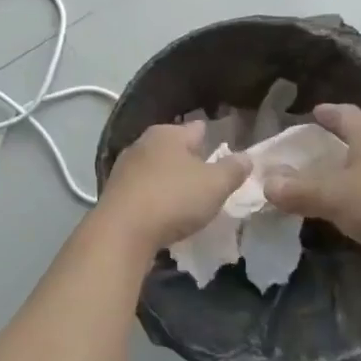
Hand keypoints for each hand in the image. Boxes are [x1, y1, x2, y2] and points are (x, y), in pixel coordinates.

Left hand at [97, 121, 250, 258]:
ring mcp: (126, 166)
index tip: (223, 152)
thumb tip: (246, 157)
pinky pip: (143, 188)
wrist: (122, 231)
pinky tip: (162, 211)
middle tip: (207, 178)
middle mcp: (144, 142)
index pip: (197, 128)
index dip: (211, 139)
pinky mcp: (115, 191)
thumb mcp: (215, 185)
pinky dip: (154, 195)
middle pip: (174, 147)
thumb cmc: (173, 199)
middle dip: (189, 159)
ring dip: (170, 179)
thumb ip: (232, 169)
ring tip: (186, 197)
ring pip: (156, 167)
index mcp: (169, 133)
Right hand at [263, 104, 360, 290]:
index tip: (312, 112)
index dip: (329, 112)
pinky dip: (358, 204)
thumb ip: (299, 190)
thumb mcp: (335, 196)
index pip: (347, 115)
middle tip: (306, 153)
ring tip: (319, 186)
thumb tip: (266, 183)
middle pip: (358, 142)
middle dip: (334, 145)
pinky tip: (344, 217)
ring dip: (346, 177)